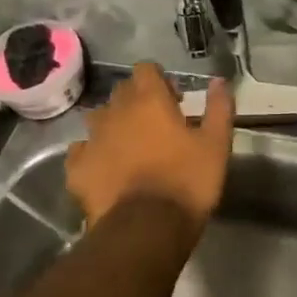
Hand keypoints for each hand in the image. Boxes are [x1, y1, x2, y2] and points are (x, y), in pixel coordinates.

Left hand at [65, 64, 234, 230]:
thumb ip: (219, 108)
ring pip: (99, 119)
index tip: (175, 101)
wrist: (146, 228)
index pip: (146, 68)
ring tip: (130, 147)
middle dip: (137, 101)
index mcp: (149, 100)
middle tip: (157, 125)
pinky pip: (82, 151)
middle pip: (122, 92)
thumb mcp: (217, 144)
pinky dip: (93, 154)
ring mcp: (91, 139)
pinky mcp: (77, 168)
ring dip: (114, 125)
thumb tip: (219, 80)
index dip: (159, 80)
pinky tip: (106, 169)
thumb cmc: (187, 180)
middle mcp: (116, 112)